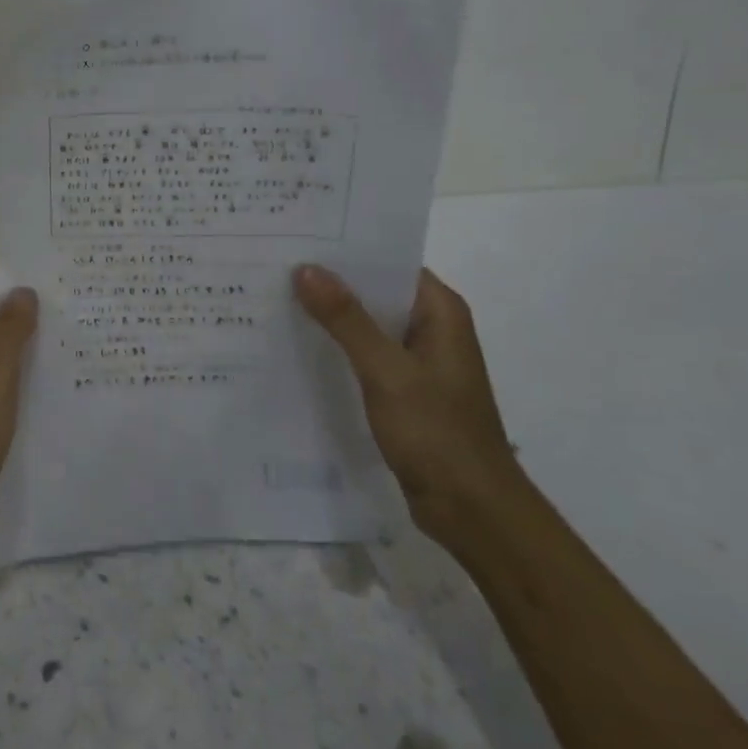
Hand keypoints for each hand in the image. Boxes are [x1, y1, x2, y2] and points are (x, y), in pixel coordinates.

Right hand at [294, 264, 519, 543]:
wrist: (472, 511)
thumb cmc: (437, 432)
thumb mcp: (386, 371)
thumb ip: (347, 319)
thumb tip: (306, 268)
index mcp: (440, 312)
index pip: (389, 262)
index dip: (346, 250)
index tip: (299, 238)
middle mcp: (432, 328)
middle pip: (375, 291)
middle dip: (330, 281)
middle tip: (275, 265)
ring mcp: (418, 361)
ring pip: (367, 324)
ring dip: (330, 316)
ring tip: (276, 297)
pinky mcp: (404, 389)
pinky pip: (365, 354)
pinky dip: (337, 347)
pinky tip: (298, 345)